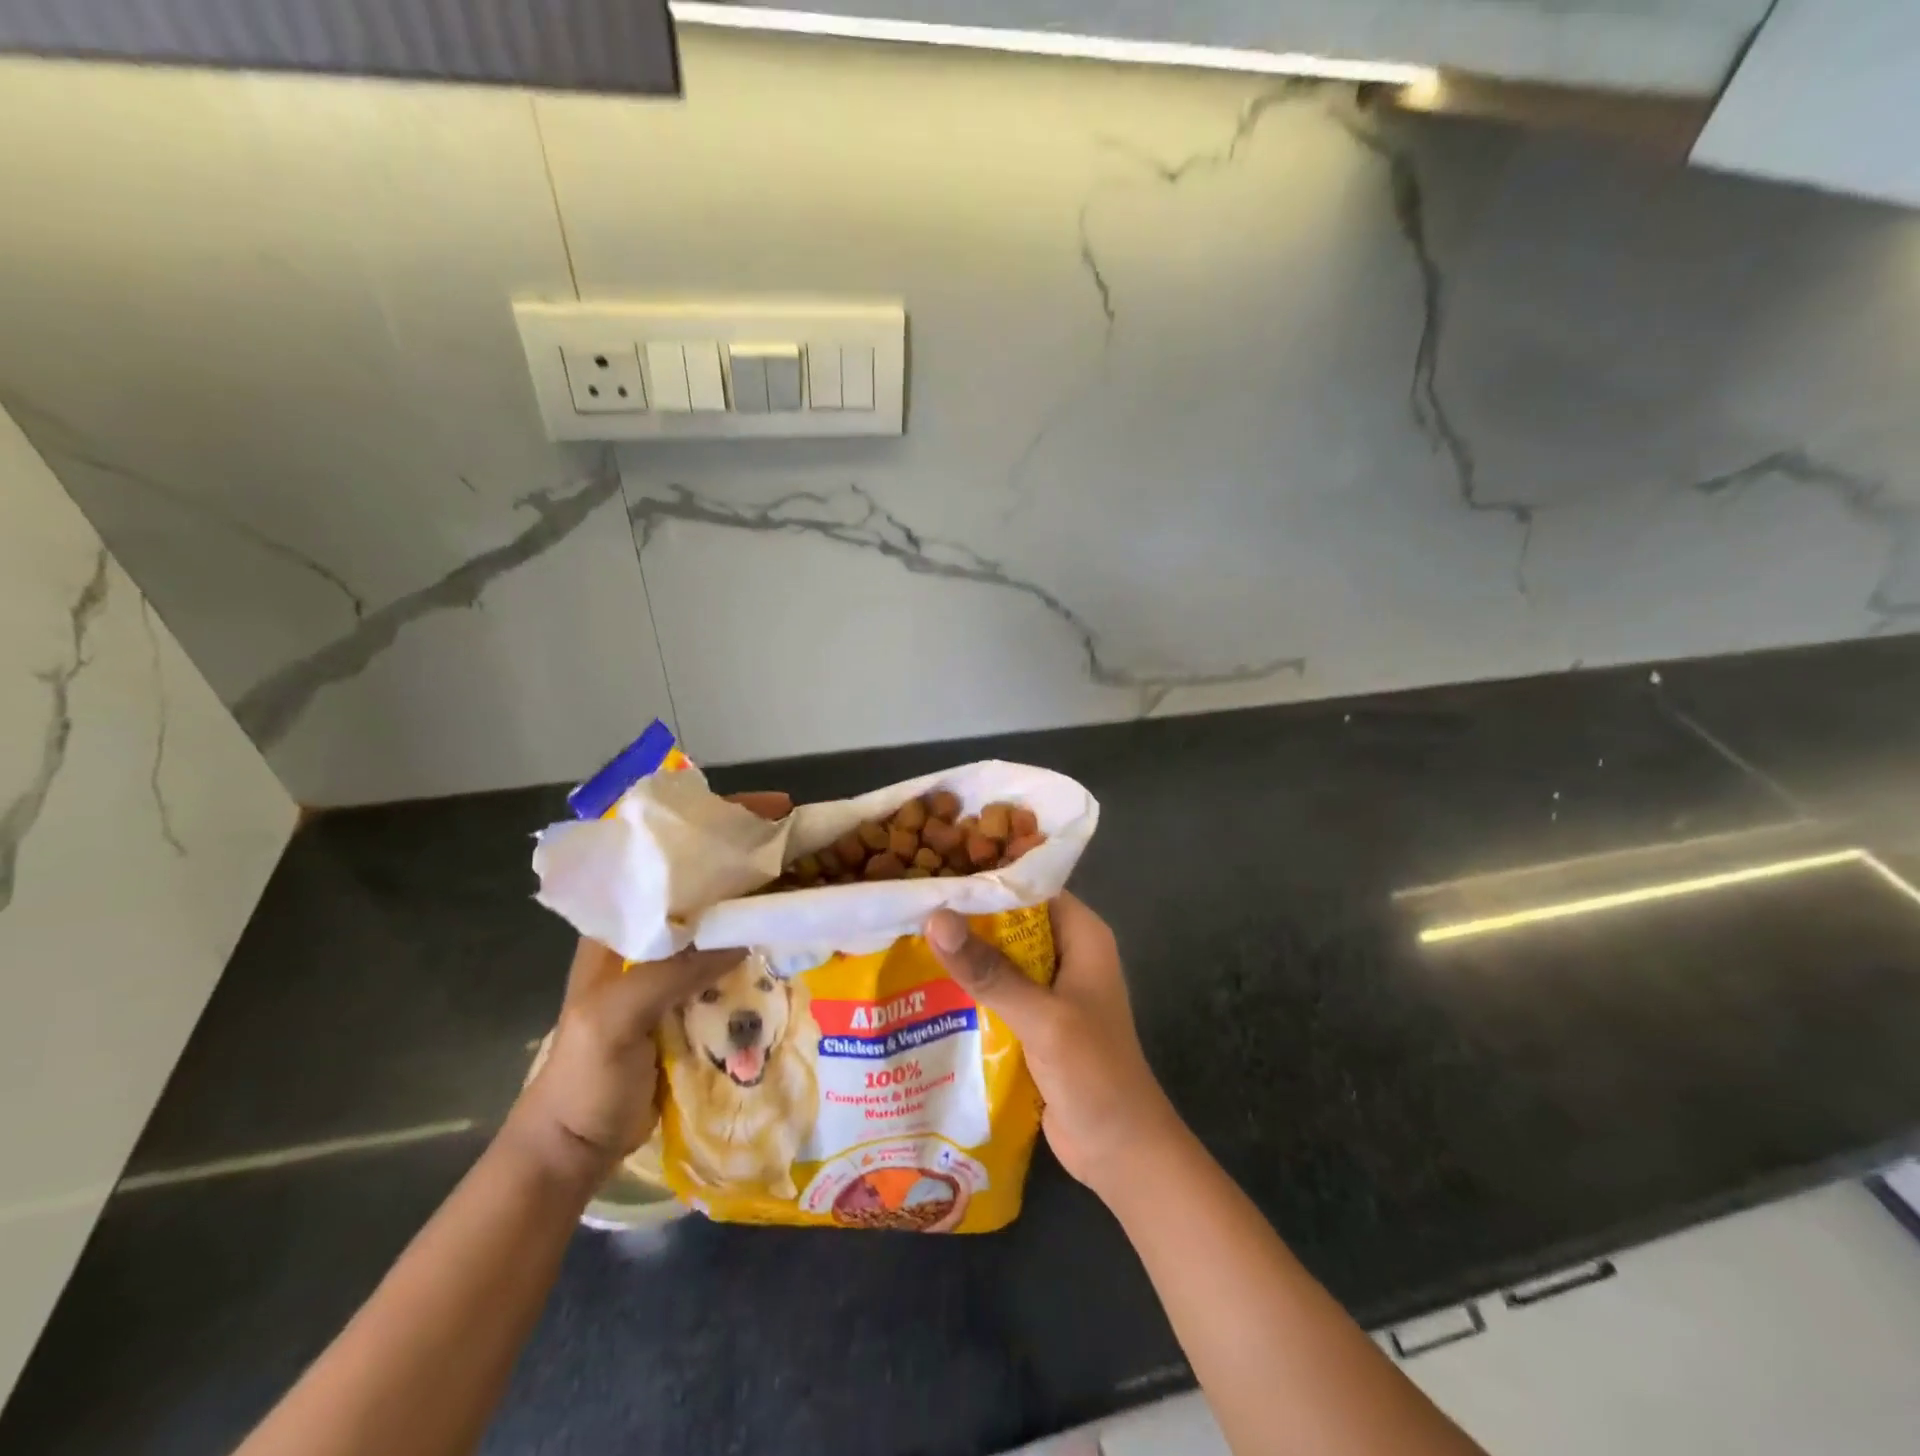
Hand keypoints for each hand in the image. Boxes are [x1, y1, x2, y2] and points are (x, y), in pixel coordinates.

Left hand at [513, 790, 790, 1182]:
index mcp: (622, 922)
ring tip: (811, 882)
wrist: (574, 1146)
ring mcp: (676, 965)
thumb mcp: (613, 1018)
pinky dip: (764, 944)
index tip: (772, 811)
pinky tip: (795, 939)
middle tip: (805, 845)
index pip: (671, 854)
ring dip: (763, 899)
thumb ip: (670, 973)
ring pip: (727, 917)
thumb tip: (744, 937)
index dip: (718, 824)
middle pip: (708, 879)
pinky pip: (736, 957)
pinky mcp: (697, 996)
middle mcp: (652, 932)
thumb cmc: (582, 1076)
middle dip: (752, 856)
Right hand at [924, 892, 1179, 1196]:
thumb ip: (989, 970)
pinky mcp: (1033, 1020)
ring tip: (901, 937)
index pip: (1028, 886)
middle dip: (963, 917)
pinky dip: (966, 989)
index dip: (984, 878)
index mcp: (1081, 934)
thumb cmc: (1094, 1073)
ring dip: (961, 955)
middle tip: (906, 905)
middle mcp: (1065, 951)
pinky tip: (921, 986)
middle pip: (1008, 920)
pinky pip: (995, 992)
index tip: (932, 872)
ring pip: (997, 957)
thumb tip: (935, 917)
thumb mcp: (1041, 1017)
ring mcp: (1049, 988)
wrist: (1120, 1152)